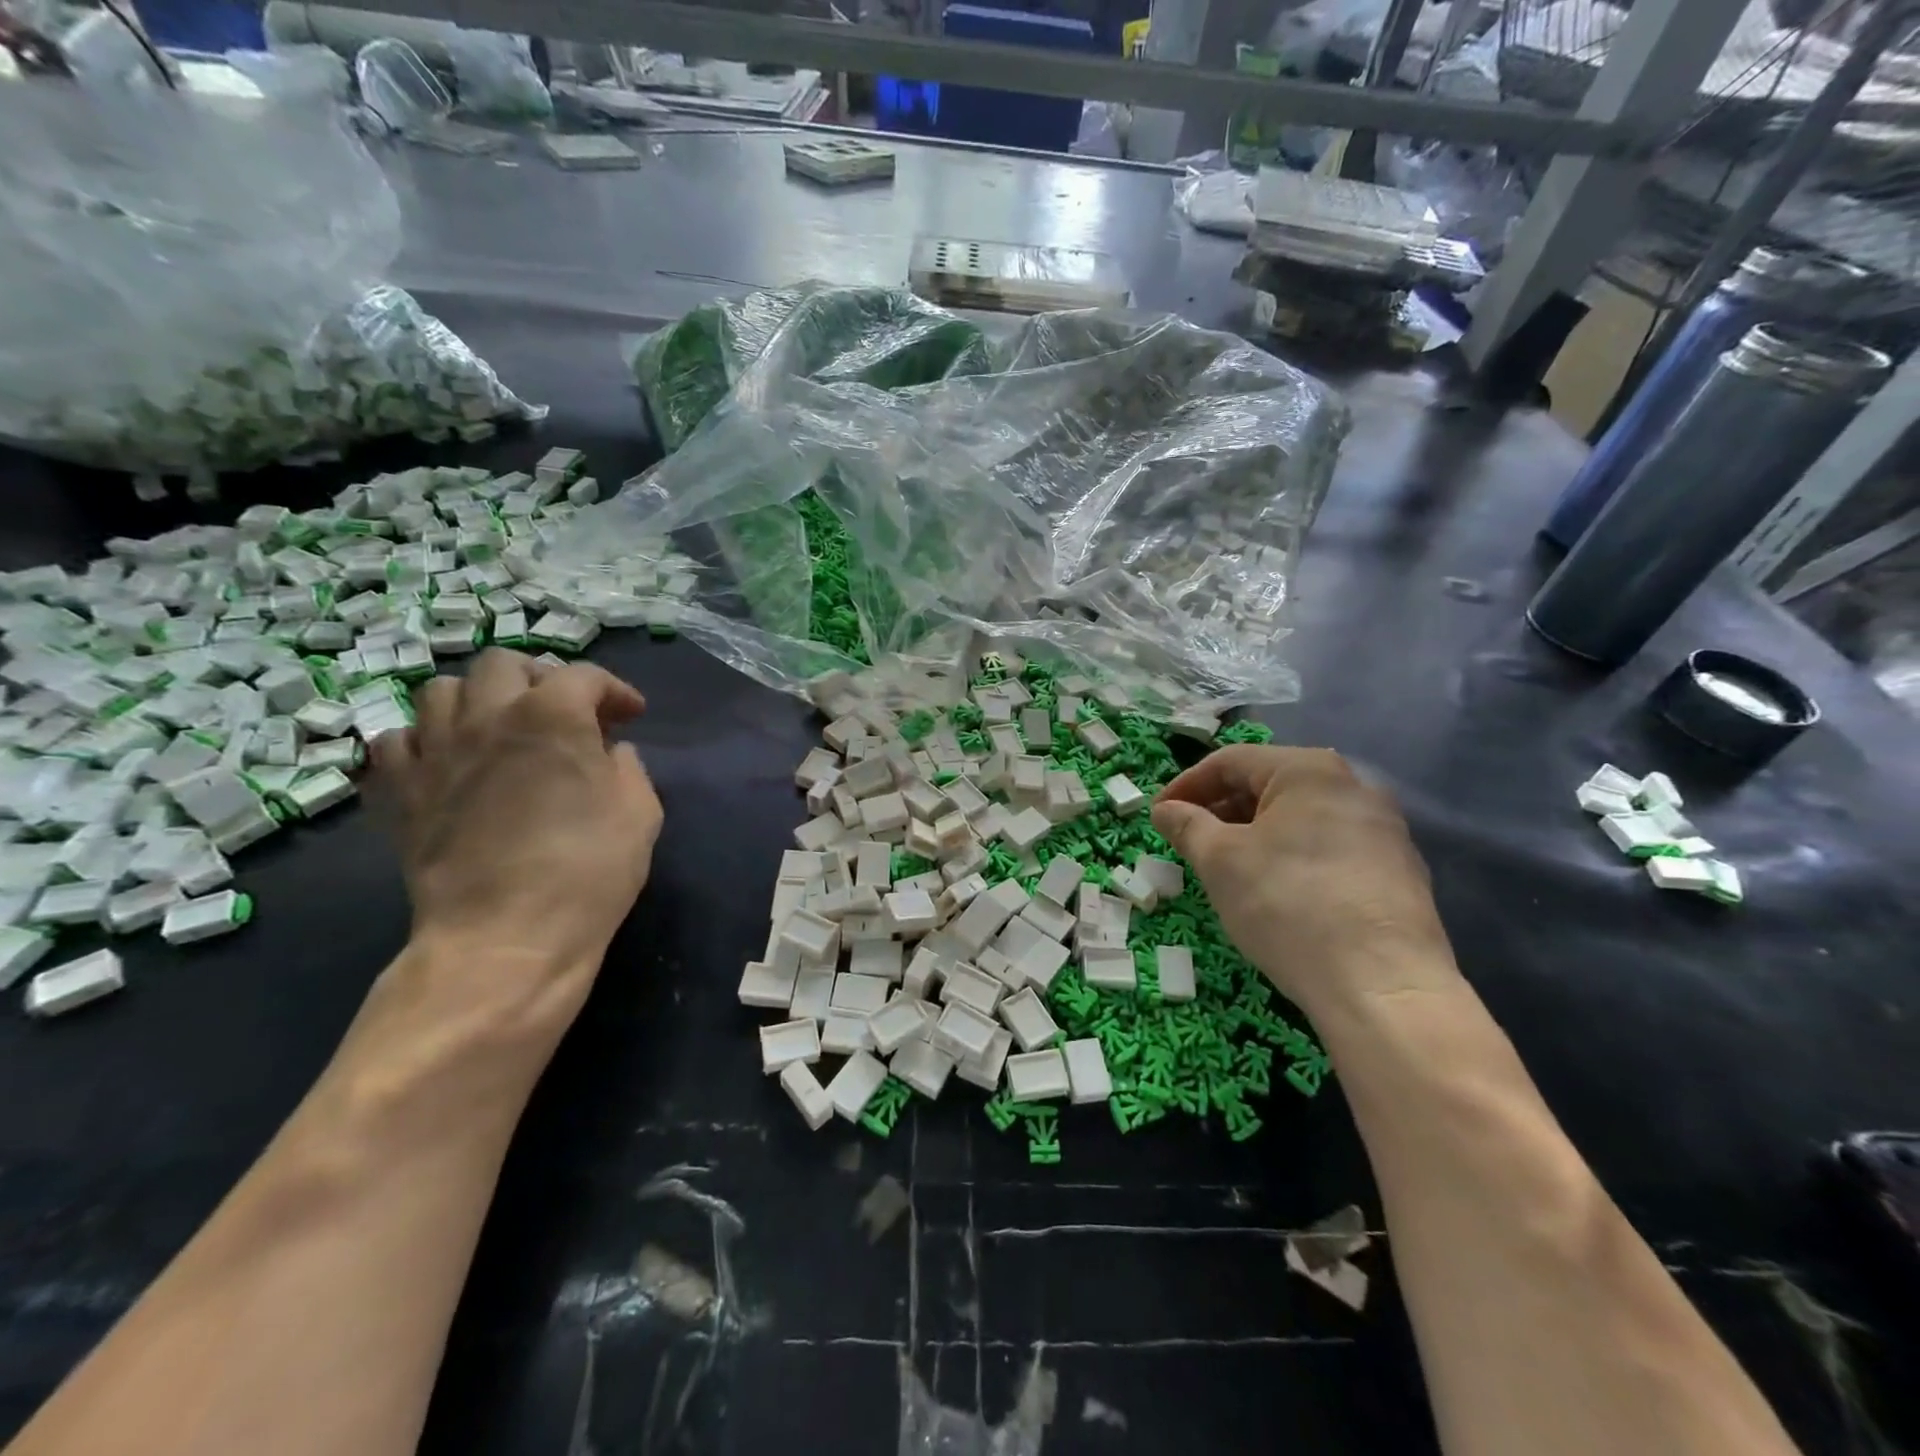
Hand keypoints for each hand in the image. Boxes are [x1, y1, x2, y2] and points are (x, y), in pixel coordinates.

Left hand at [371, 651, 663, 1028]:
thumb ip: (628, 768)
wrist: (505, 937)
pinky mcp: (398, 792)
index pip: (585, 676)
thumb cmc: (588, 872)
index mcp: (553, 716)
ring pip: (440, 691)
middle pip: (503, 664)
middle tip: (562, 712)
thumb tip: (610, 753)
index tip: (630, 716)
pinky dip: (422, 743)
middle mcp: (487, 717)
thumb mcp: (640, 814)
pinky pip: (394, 743)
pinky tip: (447, 764)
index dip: (614, 690)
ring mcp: (434, 752)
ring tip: (498, 730)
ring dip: (477, 701)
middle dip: (540, 678)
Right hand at [1151, 746, 1458, 1017]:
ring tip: (1224, 869)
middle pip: (1267, 786)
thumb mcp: (1219, 861)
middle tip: (1186, 843)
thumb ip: (1186, 826)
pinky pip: (1327, 847)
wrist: (1382, 985)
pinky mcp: (1397, 870)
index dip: (1185, 786)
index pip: (1229, 762)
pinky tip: (1274, 892)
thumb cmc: (1287, 904)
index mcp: (1308, 770)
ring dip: (1252, 835)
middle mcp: (1352, 785)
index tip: (1158, 816)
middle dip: (1219, 811)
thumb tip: (1165, 810)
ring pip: (1297, 818)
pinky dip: (1289, 857)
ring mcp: (1382, 829)